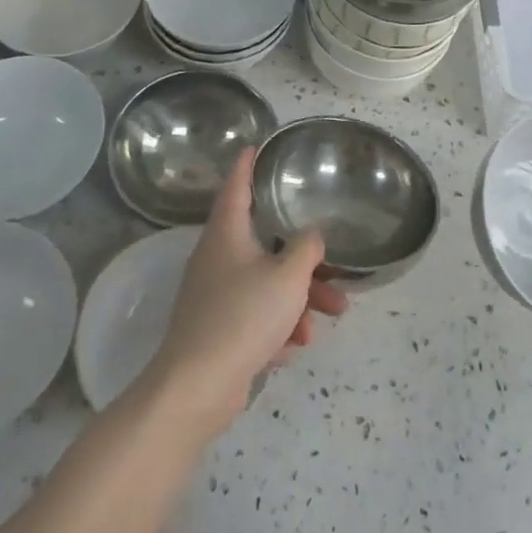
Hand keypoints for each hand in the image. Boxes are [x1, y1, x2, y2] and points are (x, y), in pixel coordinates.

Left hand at [142, 149, 348, 438]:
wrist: (198, 387)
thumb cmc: (243, 316)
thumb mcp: (287, 277)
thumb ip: (306, 249)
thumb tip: (311, 236)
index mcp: (227, 232)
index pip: (236, 185)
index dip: (247, 164)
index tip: (255, 146)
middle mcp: (216, 256)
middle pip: (265, 244)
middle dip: (302, 260)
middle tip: (333, 270)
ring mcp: (214, 294)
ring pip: (265, 283)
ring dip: (298, 298)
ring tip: (329, 318)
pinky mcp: (216, 328)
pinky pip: (255, 315)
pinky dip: (277, 326)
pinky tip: (294, 348)